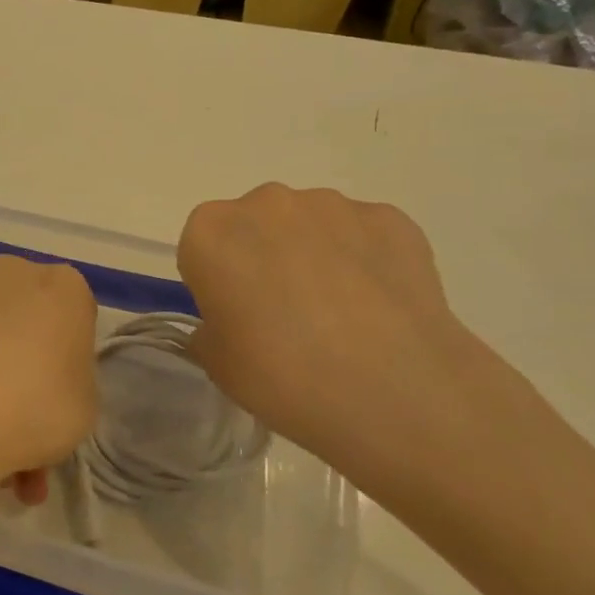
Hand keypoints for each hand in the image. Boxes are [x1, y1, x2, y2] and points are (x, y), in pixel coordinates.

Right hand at [178, 184, 501, 477]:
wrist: (393, 391)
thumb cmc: (281, 376)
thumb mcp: (216, 363)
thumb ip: (212, 327)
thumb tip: (232, 320)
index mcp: (210, 232)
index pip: (201, 248)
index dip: (217, 282)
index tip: (237, 316)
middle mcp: (266, 203)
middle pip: (255, 226)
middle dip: (264, 258)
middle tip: (286, 315)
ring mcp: (332, 206)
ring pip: (310, 225)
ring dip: (314, 254)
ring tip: (340, 315)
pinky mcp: (389, 218)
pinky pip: (362, 234)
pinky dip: (364, 259)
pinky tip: (379, 307)